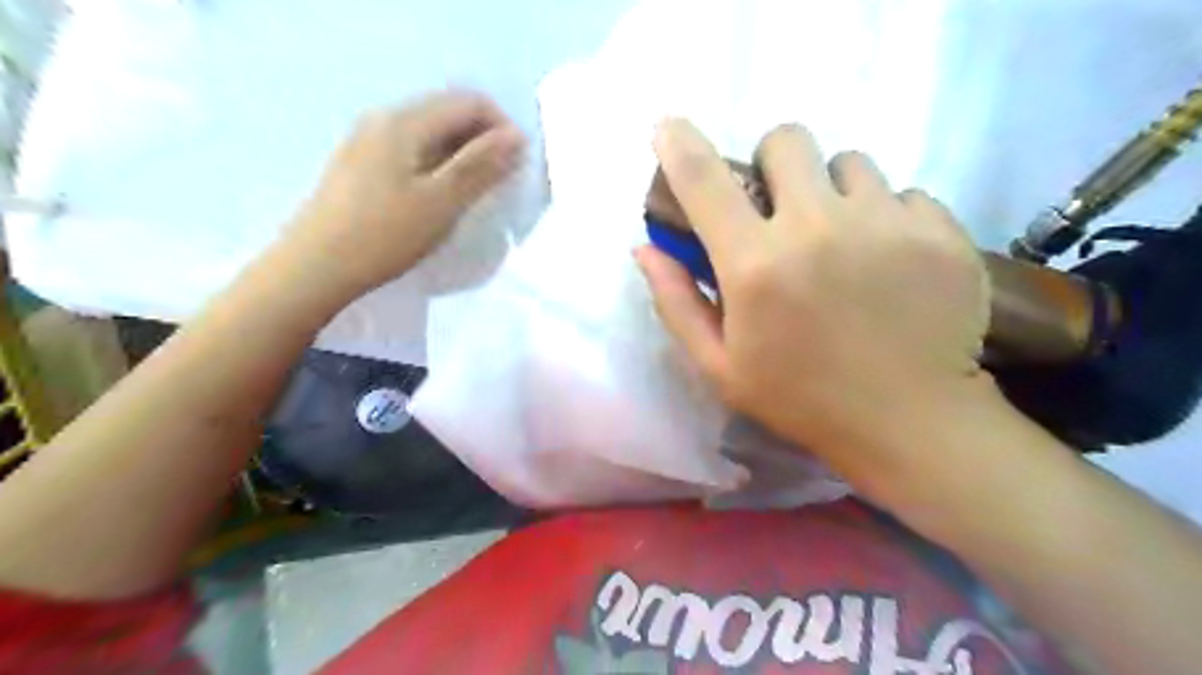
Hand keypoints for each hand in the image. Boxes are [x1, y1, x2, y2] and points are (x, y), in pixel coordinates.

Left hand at [284, 89, 527, 296]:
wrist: (315, 267)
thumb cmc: (384, 235)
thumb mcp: (441, 201)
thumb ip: (480, 165)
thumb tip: (516, 136)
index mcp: (405, 122)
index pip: (469, 102)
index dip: (502, 127)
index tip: (518, 165)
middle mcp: (385, 119)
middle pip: (449, 113)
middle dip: (484, 140)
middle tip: (502, 181)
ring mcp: (369, 140)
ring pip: (432, 133)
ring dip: (463, 154)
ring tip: (476, 192)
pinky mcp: (362, 164)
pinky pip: (413, 150)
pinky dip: (439, 164)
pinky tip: (441, 196)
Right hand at [637, 117, 994, 468]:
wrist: (910, 423)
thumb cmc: (801, 399)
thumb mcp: (719, 365)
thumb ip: (676, 302)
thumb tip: (644, 249)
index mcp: (755, 265)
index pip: (705, 180)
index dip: (679, 144)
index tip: (669, 128)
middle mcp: (817, 227)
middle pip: (787, 140)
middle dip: (773, 165)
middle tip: (781, 207)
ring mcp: (887, 222)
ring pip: (850, 162)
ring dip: (833, 191)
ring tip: (843, 240)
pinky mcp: (940, 230)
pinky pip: (904, 192)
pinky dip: (887, 216)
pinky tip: (890, 262)